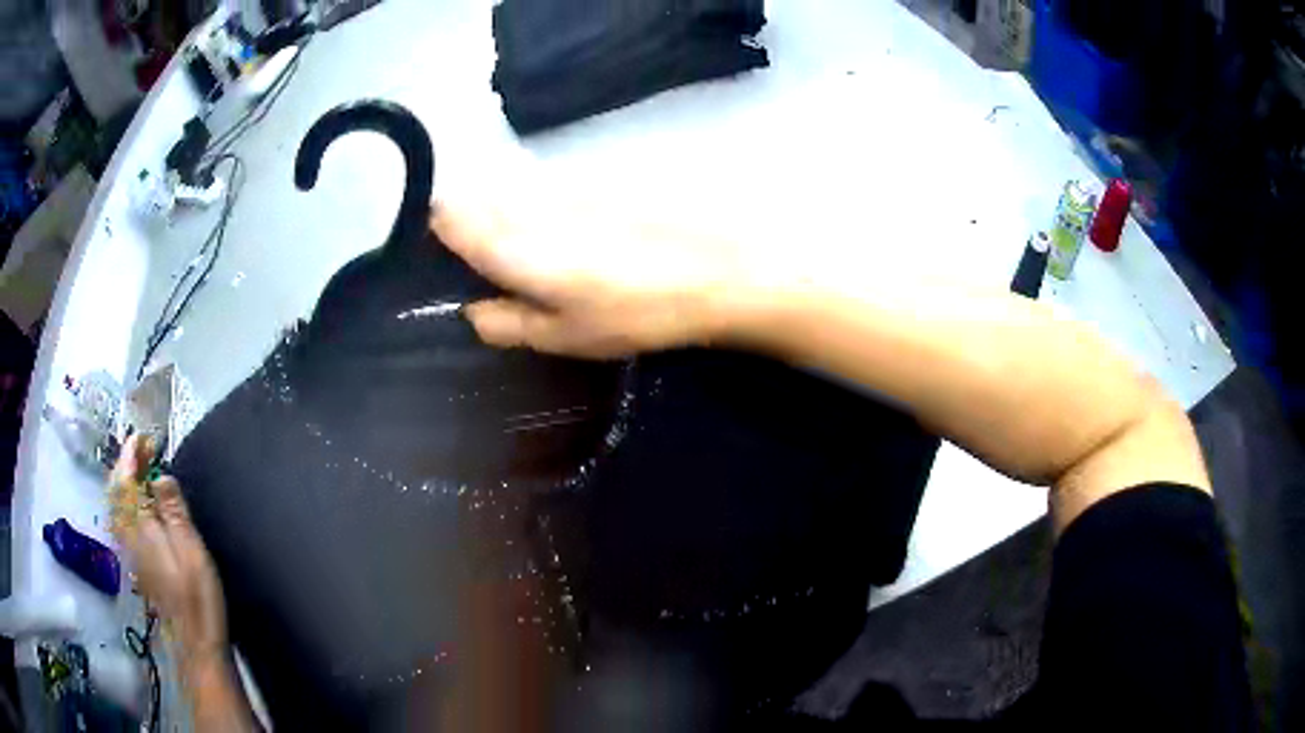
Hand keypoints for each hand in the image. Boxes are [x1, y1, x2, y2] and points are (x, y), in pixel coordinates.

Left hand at [109, 436, 227, 669]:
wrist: (194, 642)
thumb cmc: (197, 597)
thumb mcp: (192, 552)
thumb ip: (174, 511)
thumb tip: (160, 475)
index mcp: (140, 528)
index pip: (125, 481)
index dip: (130, 455)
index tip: (142, 437)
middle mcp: (127, 535)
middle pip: (116, 491)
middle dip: (125, 464)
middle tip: (144, 449)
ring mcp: (129, 550)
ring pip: (116, 505)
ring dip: (124, 480)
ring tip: (141, 468)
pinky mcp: (136, 561)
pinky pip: (122, 519)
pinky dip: (126, 500)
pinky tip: (138, 502)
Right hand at [432, 200, 762, 358]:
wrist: (716, 271)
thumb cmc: (634, 314)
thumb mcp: (564, 336)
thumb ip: (506, 323)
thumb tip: (472, 310)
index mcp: (515, 246)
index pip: (451, 217)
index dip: (435, 226)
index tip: (433, 243)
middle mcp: (532, 204)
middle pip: (478, 196)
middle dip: (467, 218)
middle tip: (476, 252)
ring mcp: (566, 185)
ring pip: (513, 189)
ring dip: (504, 209)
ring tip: (525, 246)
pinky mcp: (598, 178)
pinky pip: (549, 186)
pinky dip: (542, 204)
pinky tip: (567, 231)